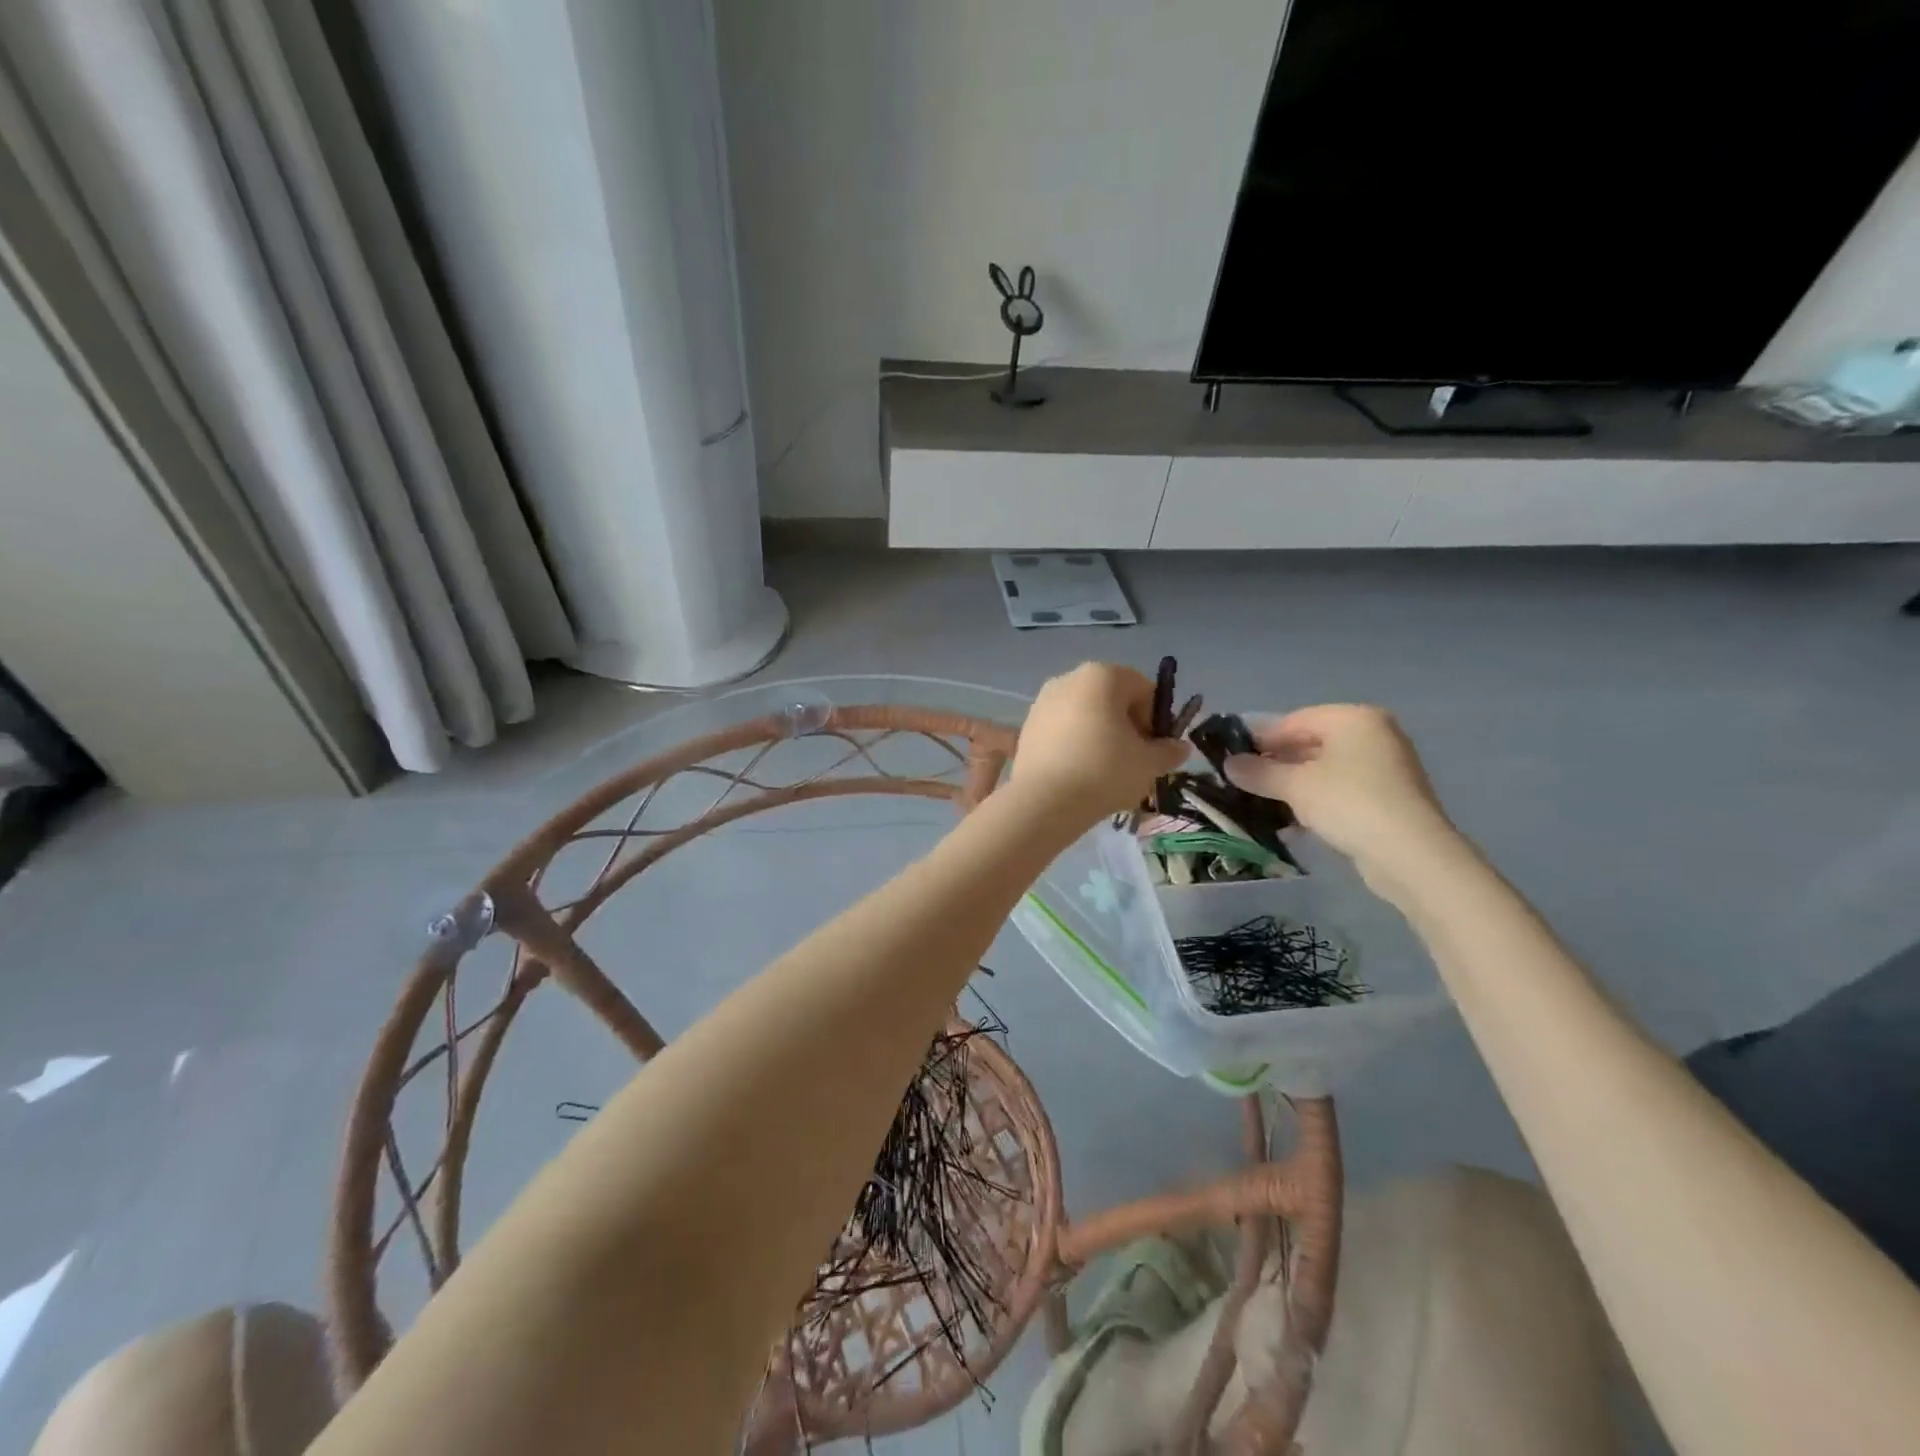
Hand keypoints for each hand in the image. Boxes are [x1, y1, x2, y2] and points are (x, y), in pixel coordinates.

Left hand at [1010, 663, 1188, 822]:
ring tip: (1104, 771)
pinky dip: (1074, 744)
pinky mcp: (1027, 726)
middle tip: (1131, 761)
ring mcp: (1042, 701)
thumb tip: (1179, 747)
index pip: (1143, 689)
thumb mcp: (1149, 764)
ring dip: (1100, 736)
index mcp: (1102, 675)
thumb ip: (1168, 751)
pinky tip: (1078, 773)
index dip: (1154, 720)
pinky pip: (1061, 730)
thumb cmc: (1105, 771)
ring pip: (1085, 715)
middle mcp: (1069, 678)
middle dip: (1126, 726)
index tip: (1152, 750)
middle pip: (1111, 699)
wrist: (1045, 801)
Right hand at [1223, 705, 1458, 881]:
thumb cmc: (1348, 803)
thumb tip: (1228, 764)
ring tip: (1261, 804)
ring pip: (1324, 769)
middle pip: (1310, 743)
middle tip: (1243, 783)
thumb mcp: (1294, 786)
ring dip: (1292, 786)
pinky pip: (1340, 790)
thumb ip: (1259, 772)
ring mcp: (1384, 767)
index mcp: (1353, 718)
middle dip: (1276, 764)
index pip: (1293, 720)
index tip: (1231, 759)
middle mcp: (1372, 734)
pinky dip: (1315, 801)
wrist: (1410, 854)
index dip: (1259, 739)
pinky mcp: (1388, 798)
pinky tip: (1292, 822)